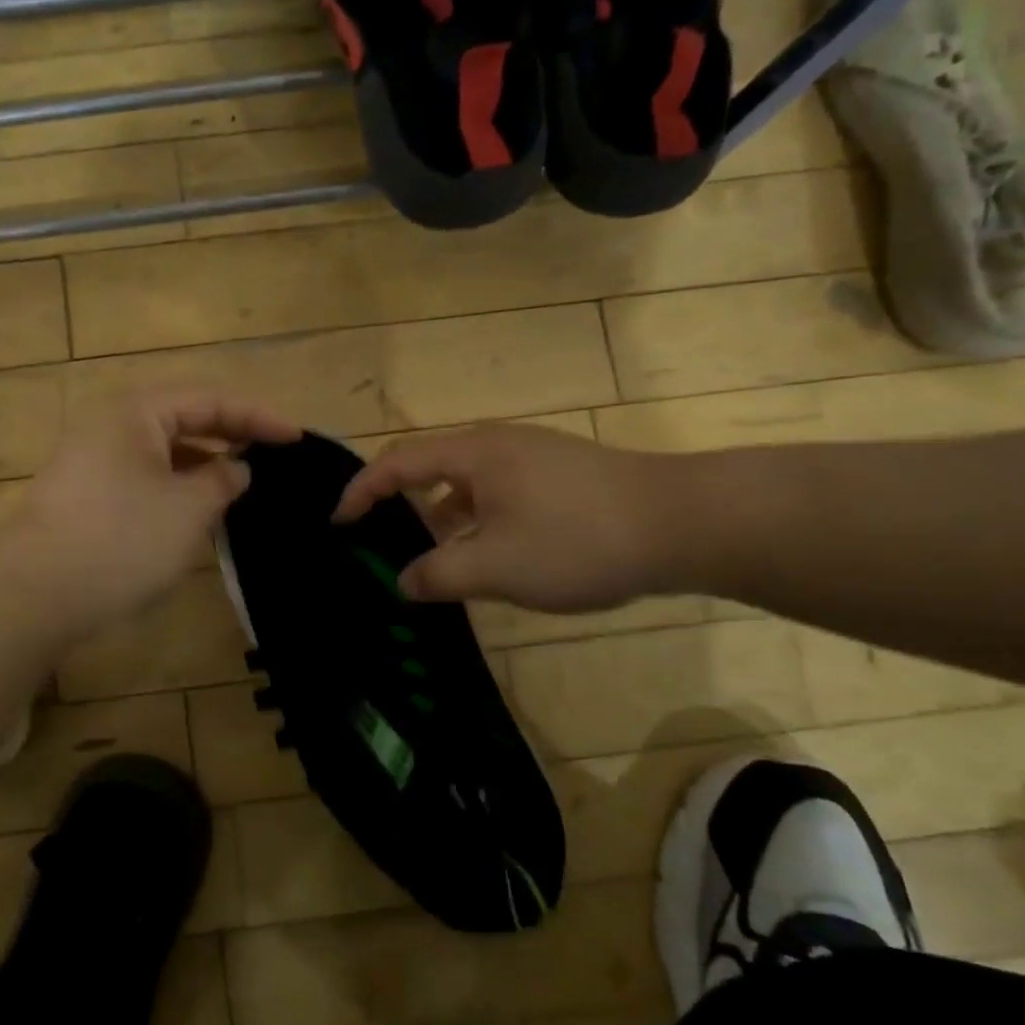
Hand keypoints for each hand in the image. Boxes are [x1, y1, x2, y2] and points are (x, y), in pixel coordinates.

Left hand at [7, 388, 299, 631]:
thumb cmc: (122, 539)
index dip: (257, 417)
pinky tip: (197, 513)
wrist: (35, 593)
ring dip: (203, 465)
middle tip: (273, 457)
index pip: (210, 400)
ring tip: (242, 487)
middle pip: (184, 419)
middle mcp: (111, 425)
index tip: (296, 439)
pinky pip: (144, 477)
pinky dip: (176, 488)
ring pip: (163, 452)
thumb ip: (223, 481)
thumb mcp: (188, 509)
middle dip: (230, 437)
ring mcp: (93, 460)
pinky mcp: (86, 495)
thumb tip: (236, 470)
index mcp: (137, 412)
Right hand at [332, 423, 683, 611]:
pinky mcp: (560, 475)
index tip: (338, 524)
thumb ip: (439, 574)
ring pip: (466, 483)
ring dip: (440, 516)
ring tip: (431, 558)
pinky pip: (497, 492)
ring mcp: (533, 456)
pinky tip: (489, 554)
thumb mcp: (497, 567)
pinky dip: (476, 519)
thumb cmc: (578, 540)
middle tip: (377, 541)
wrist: (686, 523)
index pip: (396, 463)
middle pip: (429, 466)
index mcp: (473, 453)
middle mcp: (497, 443)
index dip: (361, 492)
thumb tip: (403, 581)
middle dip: (397, 504)